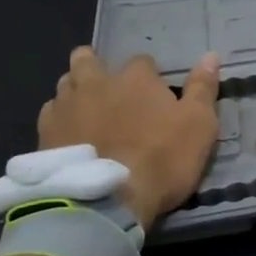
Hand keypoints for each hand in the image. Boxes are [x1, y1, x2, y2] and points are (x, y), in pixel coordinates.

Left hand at [37, 47, 221, 231]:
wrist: (106, 201)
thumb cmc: (162, 159)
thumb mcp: (199, 125)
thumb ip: (203, 88)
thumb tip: (211, 55)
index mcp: (135, 77)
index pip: (142, 62)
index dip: (149, 77)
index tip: (155, 96)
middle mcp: (96, 82)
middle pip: (88, 60)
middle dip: (97, 67)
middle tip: (109, 90)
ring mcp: (65, 106)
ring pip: (65, 84)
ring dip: (76, 90)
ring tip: (87, 110)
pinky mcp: (44, 134)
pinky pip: (50, 114)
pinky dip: (60, 119)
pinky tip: (68, 135)